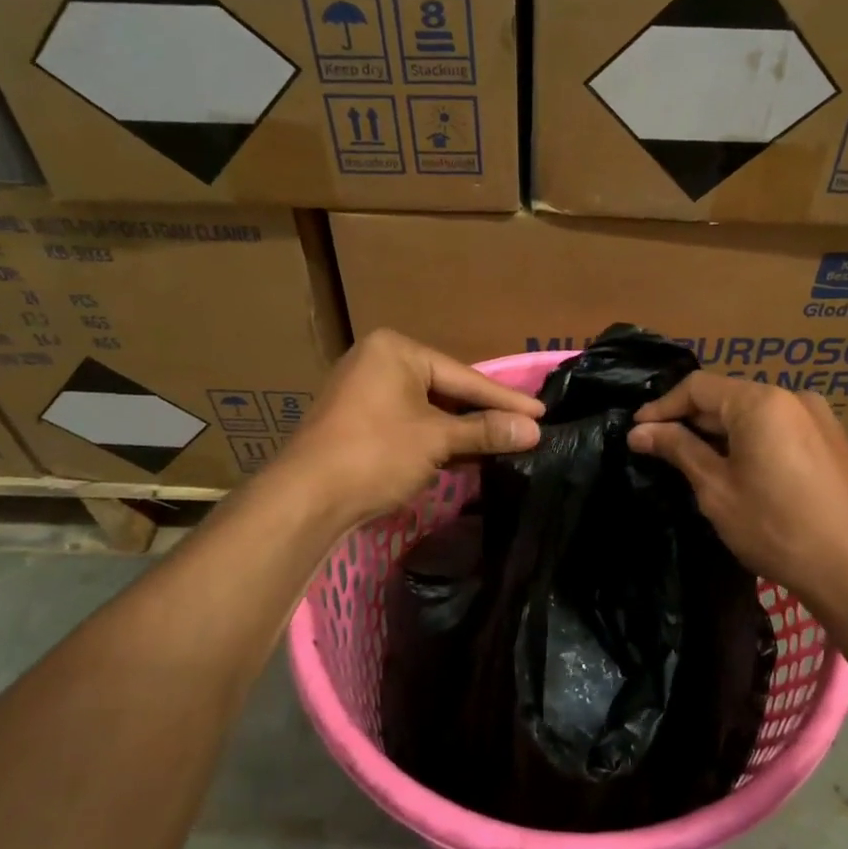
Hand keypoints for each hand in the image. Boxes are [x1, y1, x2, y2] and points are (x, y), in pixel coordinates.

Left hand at [275, 330, 542, 528]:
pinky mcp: (357, 422)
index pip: (463, 376)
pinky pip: (409, 424)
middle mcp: (378, 362)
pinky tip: (465, 453)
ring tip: (504, 442)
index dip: (504, 399)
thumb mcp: (437, 440)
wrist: (306, 498)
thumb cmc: (375, 453)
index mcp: (395, 350)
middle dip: (483, 414)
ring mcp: (364, 393)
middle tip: (526, 427)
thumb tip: (535, 430)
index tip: (541, 412)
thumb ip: (486, 431)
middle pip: (446, 390)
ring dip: (461, 431)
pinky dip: (436, 439)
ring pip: (428, 410)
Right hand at [628, 374, 847, 610]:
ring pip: (754, 413)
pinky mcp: (832, 440)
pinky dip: (751, 440)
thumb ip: (678, 450)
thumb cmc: (776, 529)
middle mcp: (793, 397)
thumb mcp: (717, 489)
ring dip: (721, 432)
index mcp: (761, 401)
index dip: (662, 406)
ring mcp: (819, 417)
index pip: (698, 386)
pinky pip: (780, 428)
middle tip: (659, 448)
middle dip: (691, 421)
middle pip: (728, 397)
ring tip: (694, 461)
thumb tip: (639, 431)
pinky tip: (738, 469)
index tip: (636, 431)